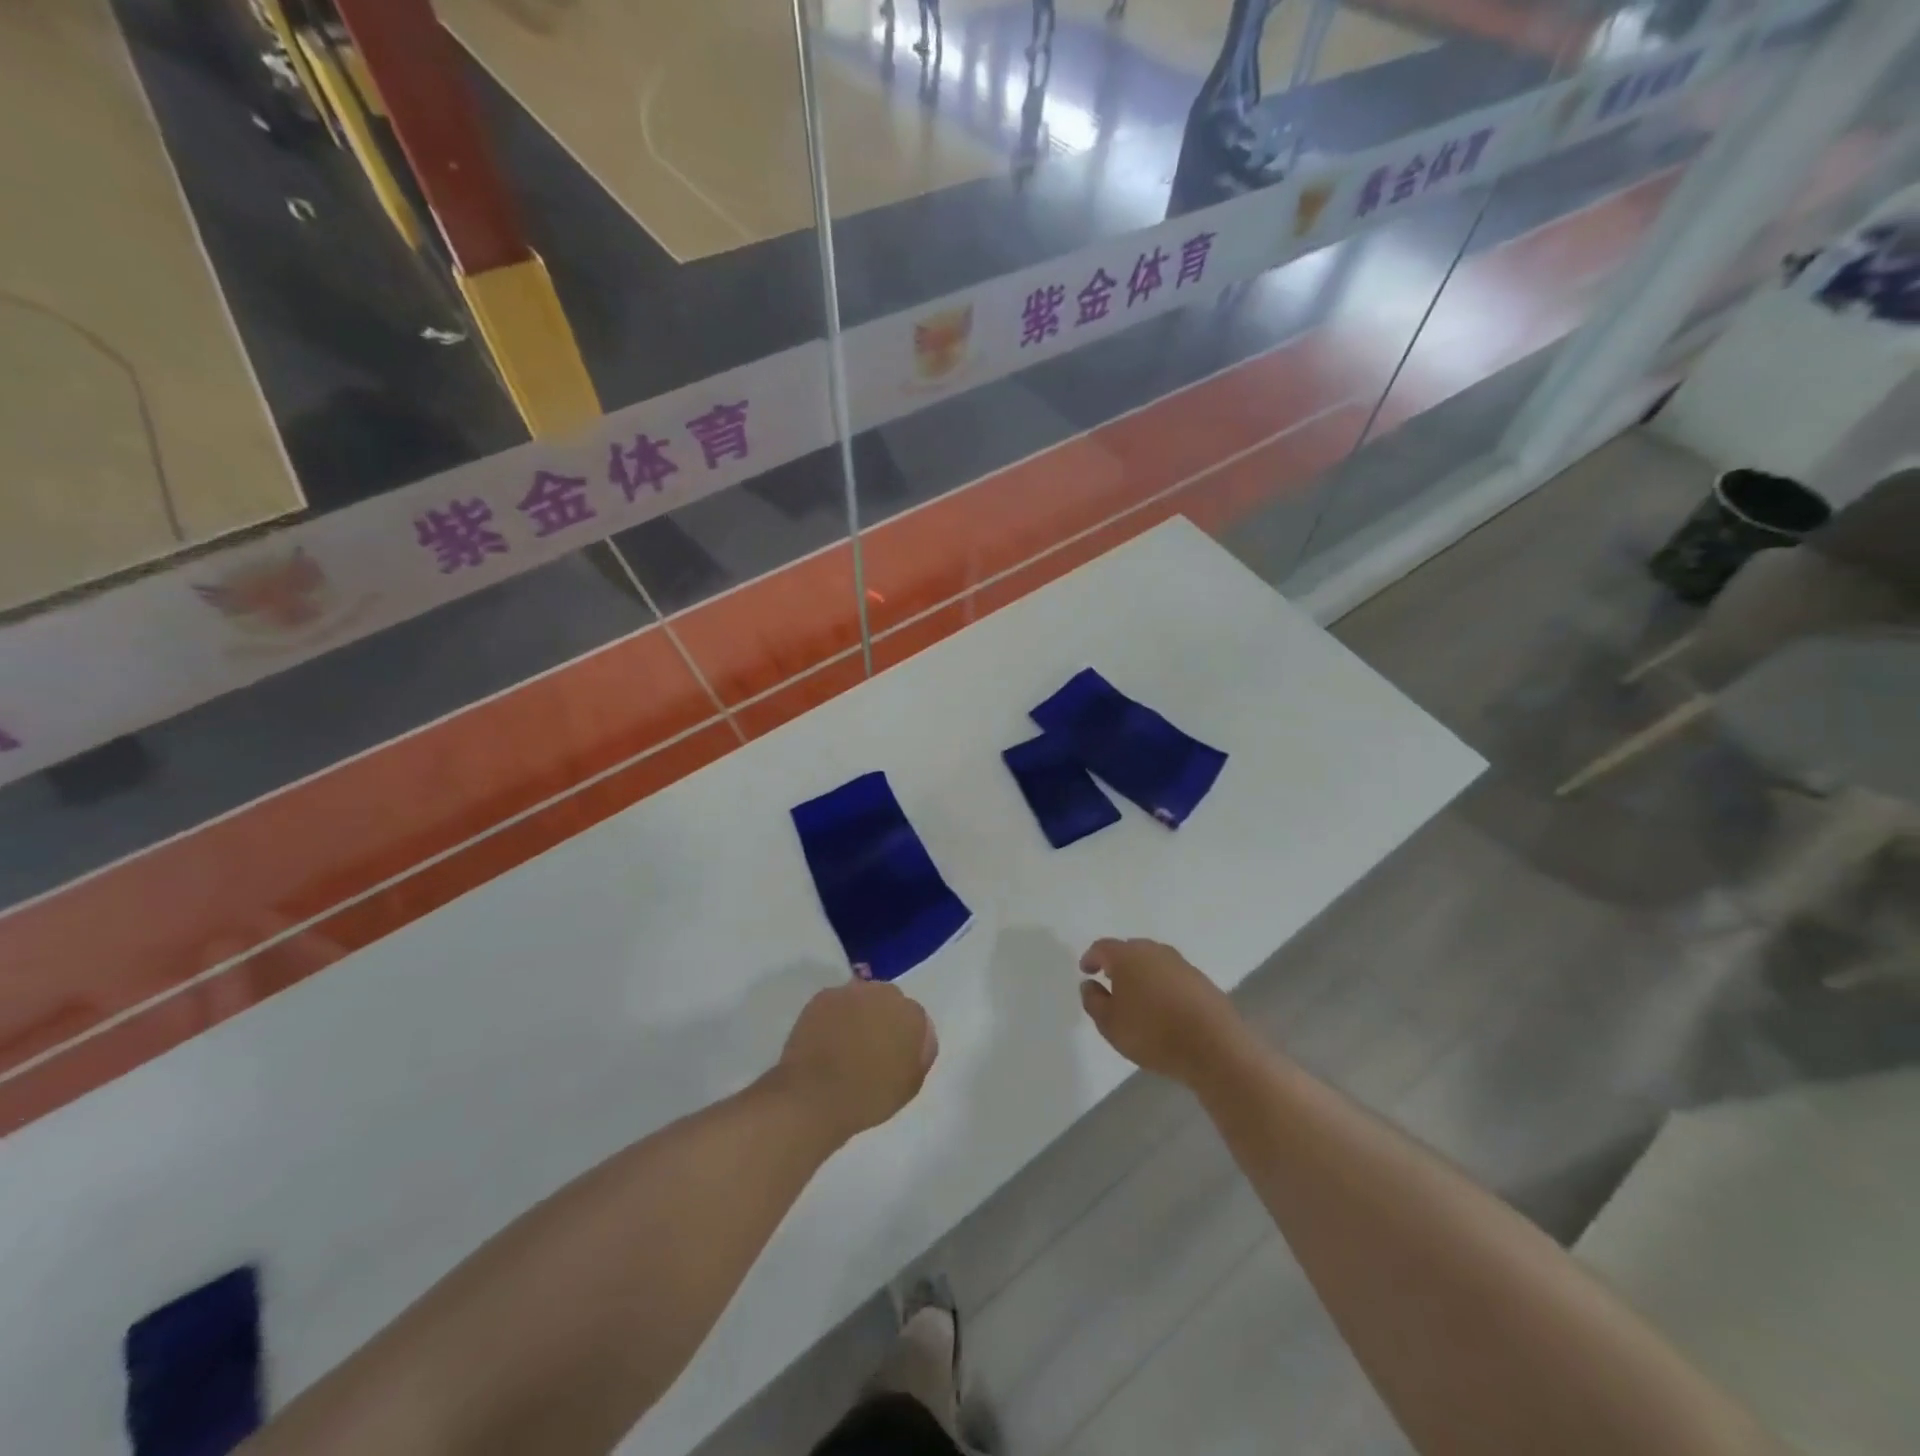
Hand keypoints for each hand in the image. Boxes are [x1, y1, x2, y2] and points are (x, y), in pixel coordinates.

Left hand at [777, 981, 937, 1143]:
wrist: (814, 1097)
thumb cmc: (868, 1097)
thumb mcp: (910, 1085)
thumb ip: (921, 1054)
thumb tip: (919, 1038)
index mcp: (911, 1014)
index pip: (915, 1018)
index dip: (903, 1037)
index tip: (893, 1056)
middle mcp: (885, 993)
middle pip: (888, 1000)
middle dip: (882, 1018)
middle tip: (870, 1048)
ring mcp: (851, 991)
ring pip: (861, 998)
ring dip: (858, 1014)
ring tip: (844, 1044)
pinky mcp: (823, 996)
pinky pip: (836, 1003)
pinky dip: (833, 1017)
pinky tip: (825, 1039)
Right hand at [1078, 938, 1241, 1085]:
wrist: (1214, 1047)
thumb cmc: (1153, 1033)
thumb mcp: (1110, 1024)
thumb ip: (1093, 1001)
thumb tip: (1090, 984)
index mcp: (1128, 956)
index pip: (1103, 947)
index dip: (1091, 958)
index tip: (1086, 971)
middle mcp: (1154, 951)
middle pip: (1130, 950)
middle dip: (1117, 963)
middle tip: (1110, 981)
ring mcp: (1182, 964)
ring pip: (1154, 961)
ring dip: (1142, 973)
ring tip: (1137, 996)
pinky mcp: (1202, 980)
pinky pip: (1173, 976)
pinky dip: (1163, 985)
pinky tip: (1163, 1006)